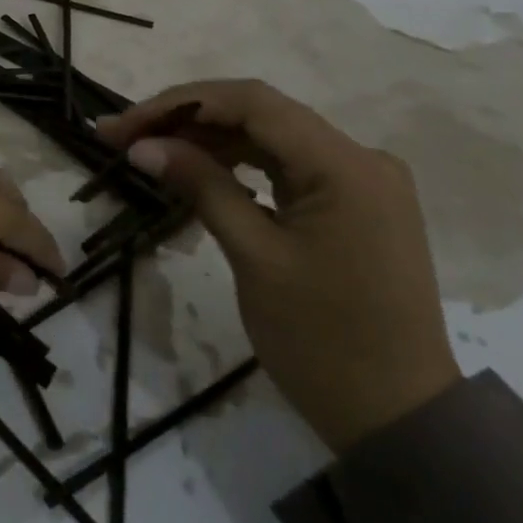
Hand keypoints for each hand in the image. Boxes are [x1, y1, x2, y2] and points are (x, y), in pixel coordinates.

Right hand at [98, 81, 458, 452]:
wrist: (399, 419)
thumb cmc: (323, 342)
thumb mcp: (255, 257)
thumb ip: (201, 187)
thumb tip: (143, 146)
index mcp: (345, 165)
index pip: (252, 103)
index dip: (180, 103)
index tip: (125, 124)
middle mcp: (360, 158)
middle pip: (261, 114)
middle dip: (187, 118)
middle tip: (122, 135)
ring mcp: (361, 180)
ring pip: (271, 138)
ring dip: (209, 139)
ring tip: (148, 149)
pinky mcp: (354, 203)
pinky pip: (288, 166)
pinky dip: (240, 163)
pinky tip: (197, 168)